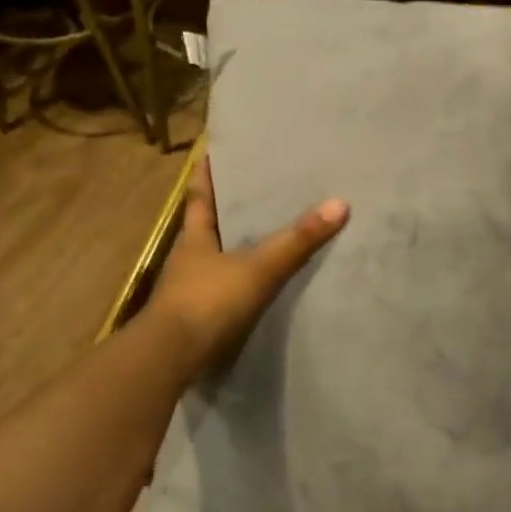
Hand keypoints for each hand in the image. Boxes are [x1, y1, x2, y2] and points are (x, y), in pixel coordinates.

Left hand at [148, 158, 348, 364]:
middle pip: (207, 225)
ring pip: (215, 258)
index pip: (200, 197)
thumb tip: (340, 203)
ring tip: (264, 233)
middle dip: (226, 208)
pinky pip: (224, 289)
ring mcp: (190, 290)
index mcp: (195, 238)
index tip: (209, 151)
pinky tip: (258, 282)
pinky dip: (239, 281)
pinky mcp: (198, 318)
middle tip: (252, 187)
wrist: (170, 359)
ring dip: (233, 246)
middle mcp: (189, 259)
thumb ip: (298, 240)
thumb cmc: (208, 301)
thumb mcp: (259, 267)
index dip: (205, 174)